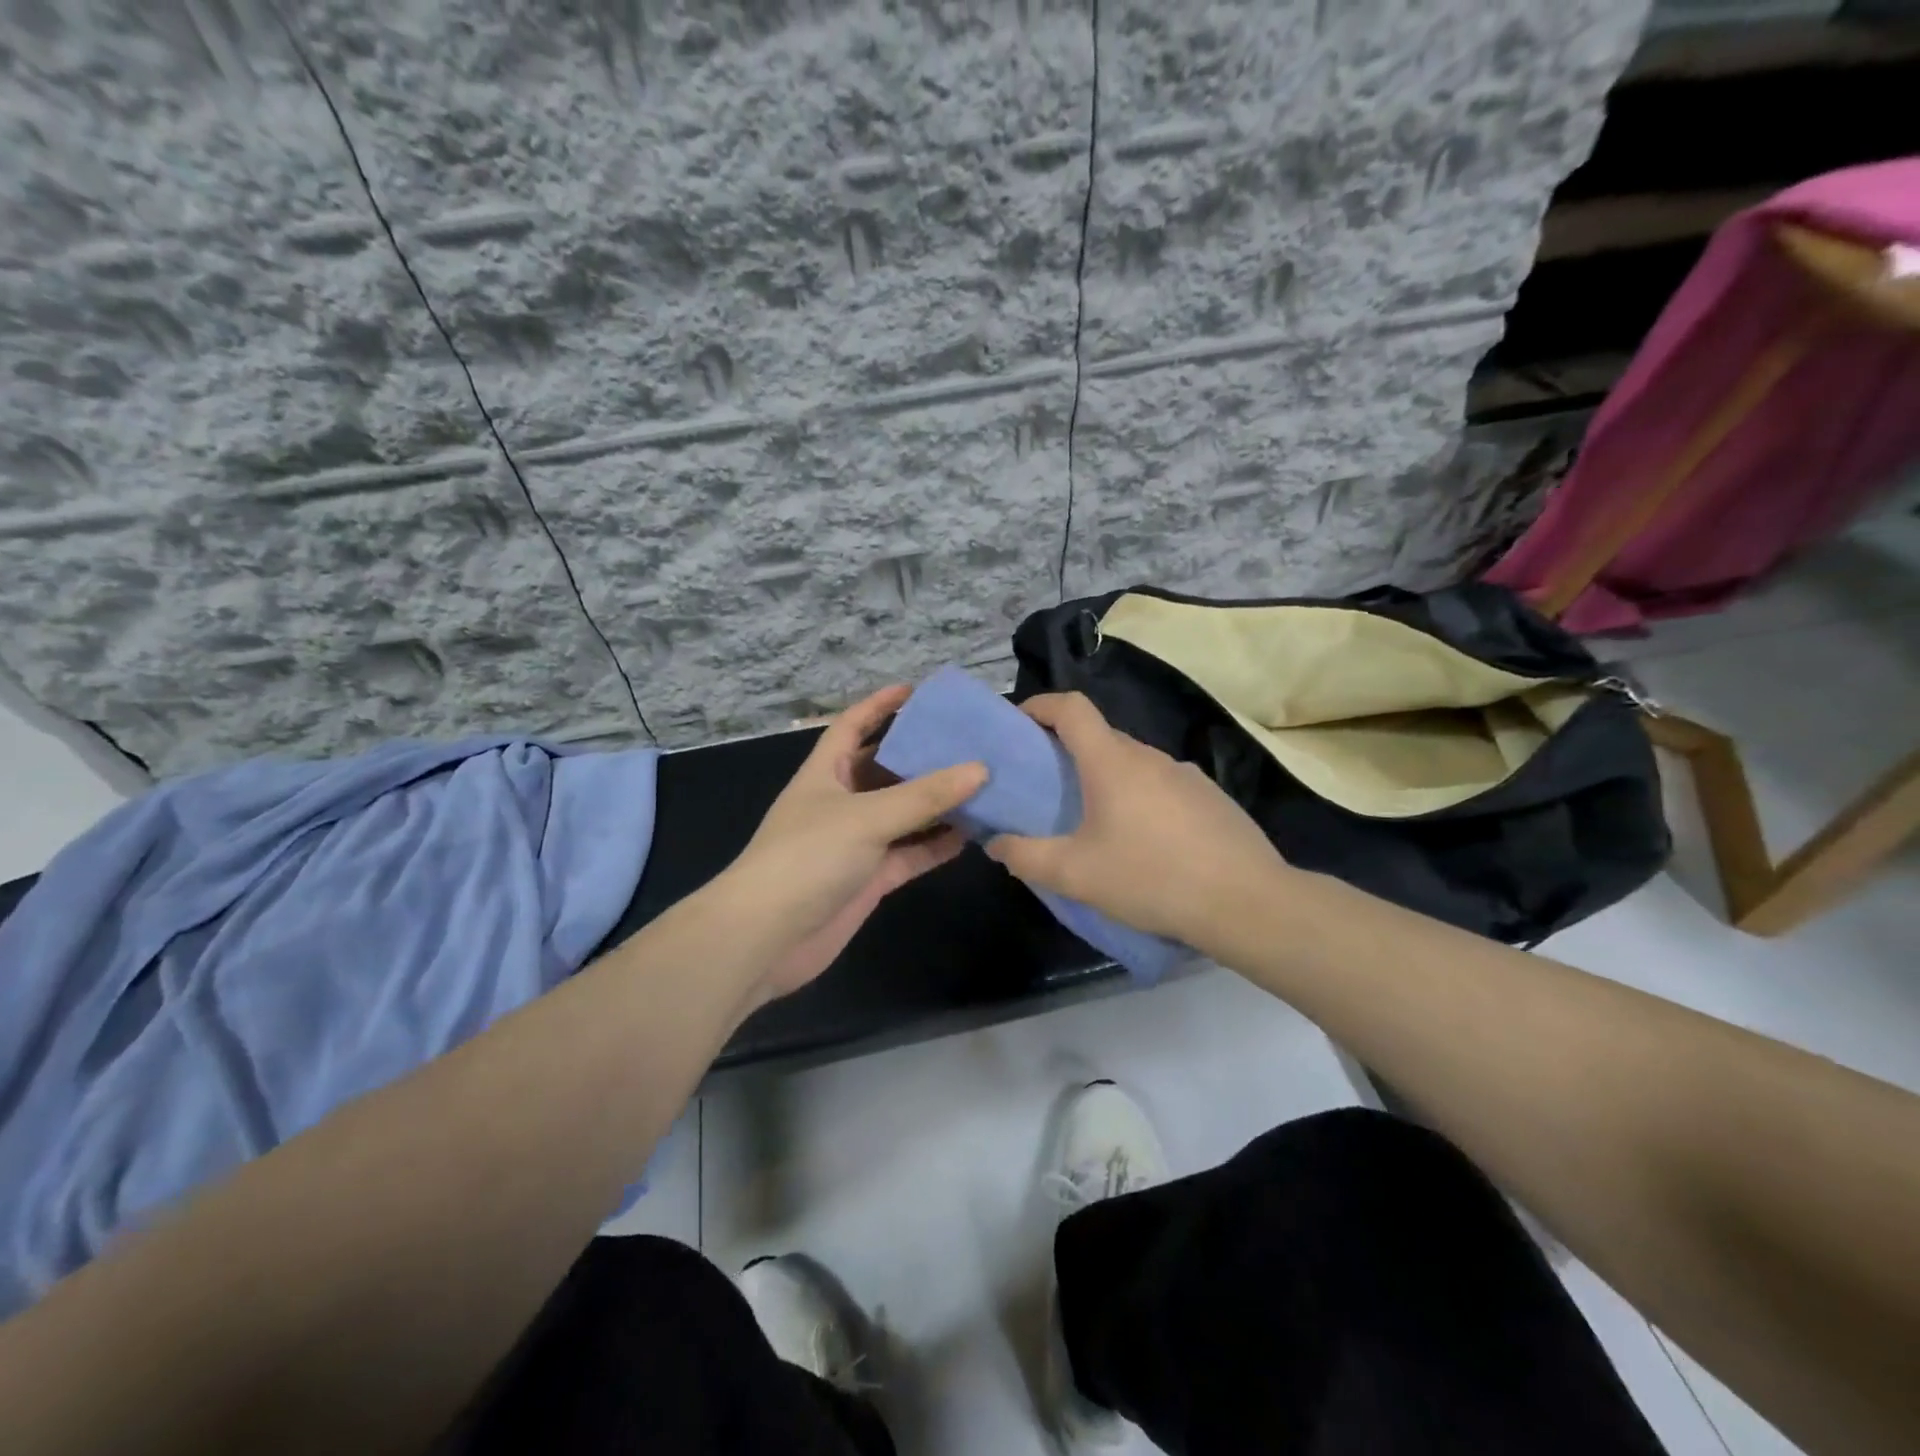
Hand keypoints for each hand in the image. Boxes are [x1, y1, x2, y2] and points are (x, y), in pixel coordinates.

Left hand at [720, 685, 987, 1003]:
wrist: (766, 939)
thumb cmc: (807, 858)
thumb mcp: (867, 817)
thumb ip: (924, 796)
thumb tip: (980, 769)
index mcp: (826, 772)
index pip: (853, 725)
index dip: (880, 705)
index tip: (917, 690)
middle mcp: (842, 802)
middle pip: (887, 769)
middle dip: (923, 755)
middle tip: (970, 741)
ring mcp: (857, 842)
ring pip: (905, 814)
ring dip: (938, 803)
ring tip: (984, 784)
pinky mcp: (871, 878)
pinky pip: (911, 853)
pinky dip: (937, 844)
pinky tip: (974, 833)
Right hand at [984, 692, 1286, 945]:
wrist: (1246, 902)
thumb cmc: (1151, 878)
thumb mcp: (1076, 875)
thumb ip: (1026, 856)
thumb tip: (995, 842)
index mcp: (1112, 762)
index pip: (1071, 708)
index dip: (1040, 705)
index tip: (1019, 723)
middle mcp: (1149, 756)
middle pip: (1100, 736)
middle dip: (1068, 750)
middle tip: (1048, 787)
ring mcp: (1186, 774)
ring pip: (1133, 763)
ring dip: (1106, 778)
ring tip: (1094, 821)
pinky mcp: (1210, 797)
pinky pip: (1162, 785)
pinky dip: (1140, 797)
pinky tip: (1144, 842)